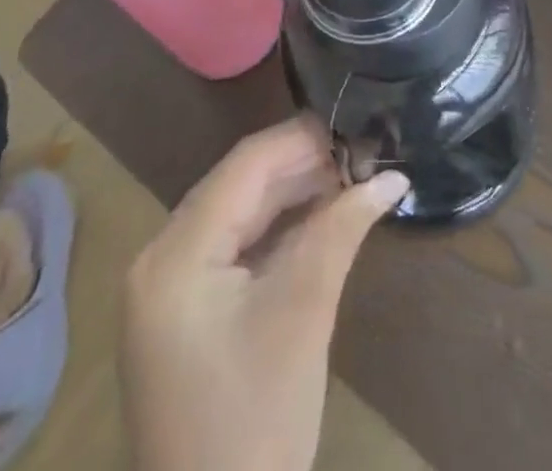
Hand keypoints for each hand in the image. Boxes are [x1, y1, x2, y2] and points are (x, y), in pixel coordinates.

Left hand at [120, 119, 407, 470]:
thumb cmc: (255, 427)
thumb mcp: (303, 316)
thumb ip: (341, 230)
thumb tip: (391, 175)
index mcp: (174, 255)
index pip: (245, 166)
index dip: (302, 138)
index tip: (356, 124)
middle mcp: (160, 260)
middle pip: (239, 186)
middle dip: (301, 166)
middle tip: (362, 153)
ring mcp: (167, 290)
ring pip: (238, 214)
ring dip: (292, 195)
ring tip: (351, 179)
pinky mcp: (183, 315)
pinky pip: (232, 249)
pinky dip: (276, 231)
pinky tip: (319, 220)